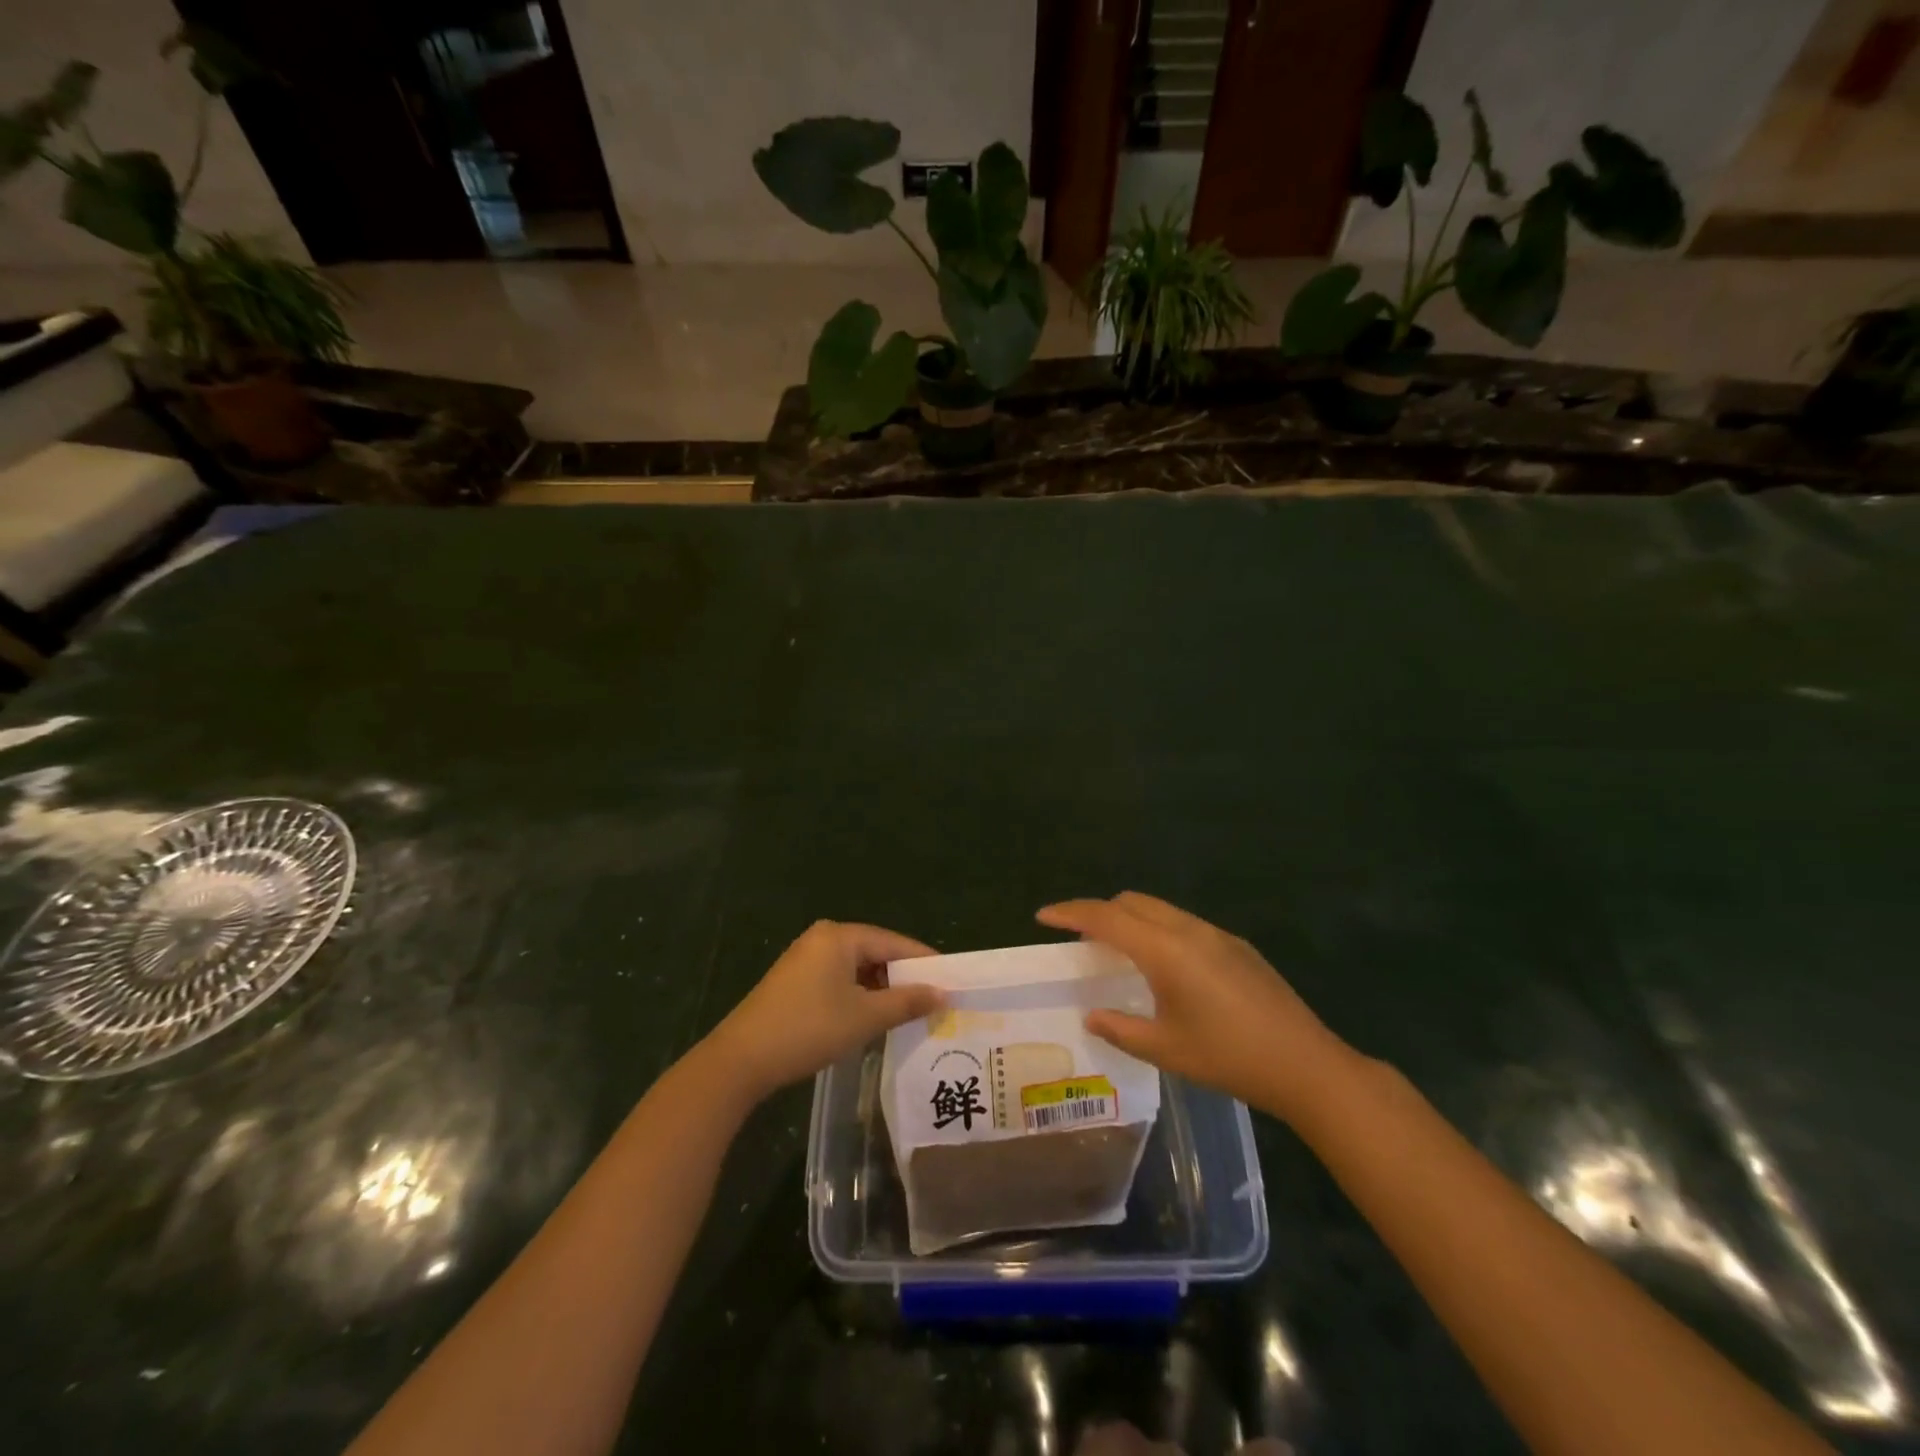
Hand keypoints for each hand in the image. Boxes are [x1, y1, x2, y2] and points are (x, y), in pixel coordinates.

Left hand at [703, 920, 941, 1103]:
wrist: (740, 1061)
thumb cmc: (809, 1029)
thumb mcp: (865, 1017)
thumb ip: (907, 1002)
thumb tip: (943, 993)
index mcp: (840, 937)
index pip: (894, 942)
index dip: (924, 961)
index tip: (951, 979)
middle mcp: (822, 939)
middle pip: (875, 953)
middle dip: (903, 977)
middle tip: (934, 1000)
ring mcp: (805, 959)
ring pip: (857, 969)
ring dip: (881, 989)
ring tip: (909, 1012)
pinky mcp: (794, 982)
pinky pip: (838, 980)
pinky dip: (859, 996)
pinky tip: (873, 1018)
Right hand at [1037, 892, 1352, 1121]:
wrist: (1306, 1065)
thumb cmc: (1229, 1058)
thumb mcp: (1166, 1049)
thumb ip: (1120, 1029)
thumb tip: (1092, 1015)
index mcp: (1166, 950)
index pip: (1106, 917)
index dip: (1071, 913)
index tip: (1043, 916)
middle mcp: (1189, 930)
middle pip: (1131, 902)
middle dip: (1099, 911)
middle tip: (1077, 937)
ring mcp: (1217, 934)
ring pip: (1159, 909)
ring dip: (1130, 918)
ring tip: (1115, 950)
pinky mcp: (1236, 946)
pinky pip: (1183, 923)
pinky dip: (1157, 929)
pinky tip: (1163, 966)